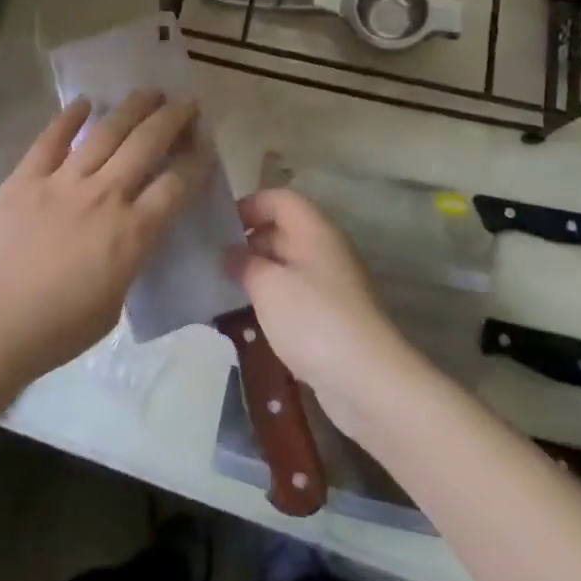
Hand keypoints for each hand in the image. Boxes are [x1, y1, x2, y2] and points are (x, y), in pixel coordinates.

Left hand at [0, 90, 197, 387]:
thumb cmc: (53, 331)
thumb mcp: (112, 307)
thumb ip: (127, 264)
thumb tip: (129, 240)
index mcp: (131, 233)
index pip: (175, 185)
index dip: (195, 162)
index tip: (204, 145)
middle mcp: (104, 196)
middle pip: (147, 144)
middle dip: (172, 119)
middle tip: (186, 103)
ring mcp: (62, 181)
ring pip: (106, 132)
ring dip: (132, 108)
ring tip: (149, 92)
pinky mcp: (25, 178)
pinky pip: (51, 139)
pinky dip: (69, 117)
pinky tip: (84, 102)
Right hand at [228, 187, 423, 438]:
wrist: (367, 381)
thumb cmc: (313, 319)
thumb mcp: (268, 285)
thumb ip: (243, 263)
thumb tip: (230, 253)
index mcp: (315, 231)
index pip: (279, 199)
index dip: (248, 205)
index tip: (218, 226)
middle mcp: (326, 250)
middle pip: (282, 230)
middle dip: (248, 242)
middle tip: (213, 261)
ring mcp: (331, 285)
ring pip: (287, 265)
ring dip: (257, 274)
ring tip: (223, 289)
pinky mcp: (331, 317)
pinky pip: (295, 295)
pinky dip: (271, 300)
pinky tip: (248, 319)